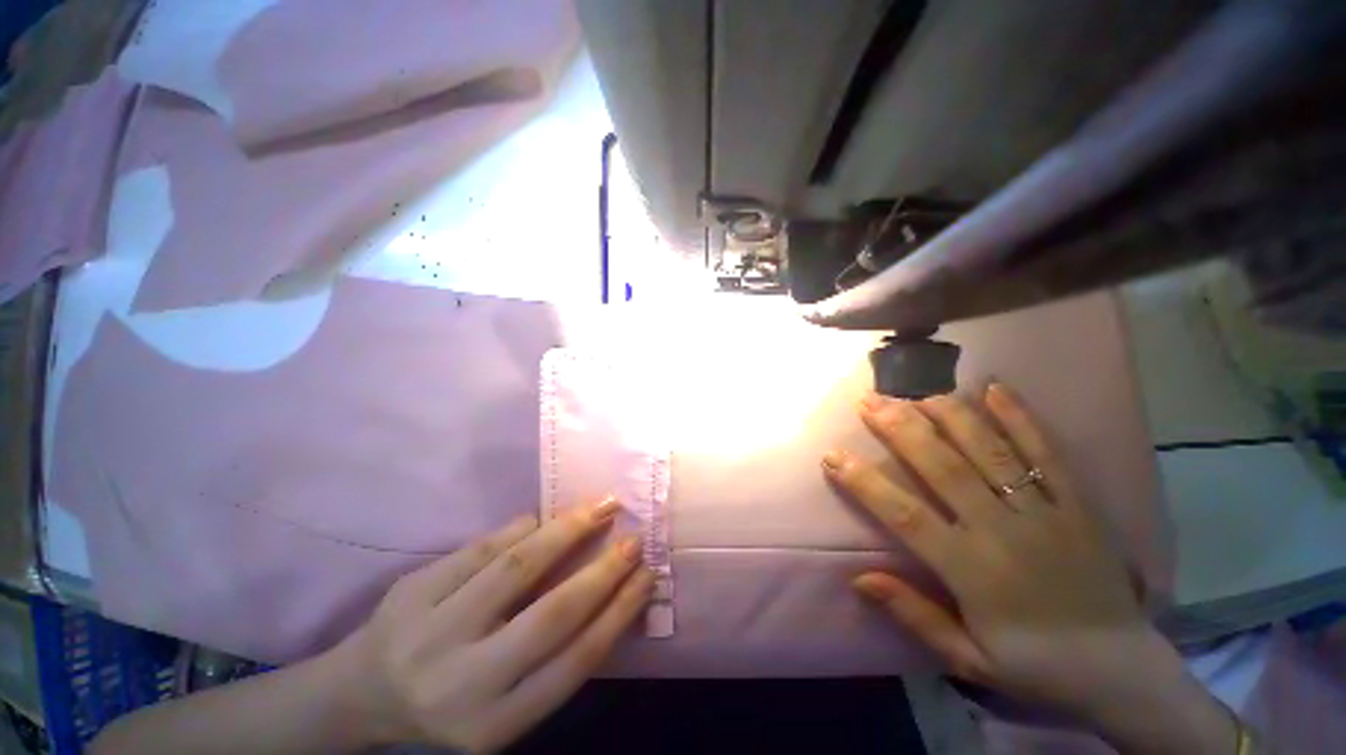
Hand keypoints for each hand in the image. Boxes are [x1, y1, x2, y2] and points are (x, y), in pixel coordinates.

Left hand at [330, 498, 651, 752]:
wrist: (358, 695)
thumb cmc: (448, 704)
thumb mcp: (502, 706)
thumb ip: (552, 661)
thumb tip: (609, 593)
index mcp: (495, 722)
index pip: (576, 662)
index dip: (619, 612)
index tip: (647, 575)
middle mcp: (464, 683)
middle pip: (551, 616)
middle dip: (602, 570)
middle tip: (634, 537)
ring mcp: (432, 633)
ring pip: (515, 569)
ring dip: (567, 531)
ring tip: (600, 506)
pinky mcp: (411, 593)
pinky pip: (480, 550)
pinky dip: (519, 528)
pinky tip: (543, 517)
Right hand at [822, 387, 1237, 751]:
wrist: (1123, 670)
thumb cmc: (1037, 667)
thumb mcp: (969, 660)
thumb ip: (915, 616)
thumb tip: (859, 579)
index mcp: (972, 571)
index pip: (905, 515)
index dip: (865, 482)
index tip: (833, 455)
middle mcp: (1003, 531)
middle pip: (943, 468)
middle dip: (900, 430)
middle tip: (869, 402)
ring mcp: (1045, 512)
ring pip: (990, 452)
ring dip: (949, 416)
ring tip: (916, 391)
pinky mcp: (1078, 505)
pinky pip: (1047, 454)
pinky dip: (1021, 418)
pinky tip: (994, 389)